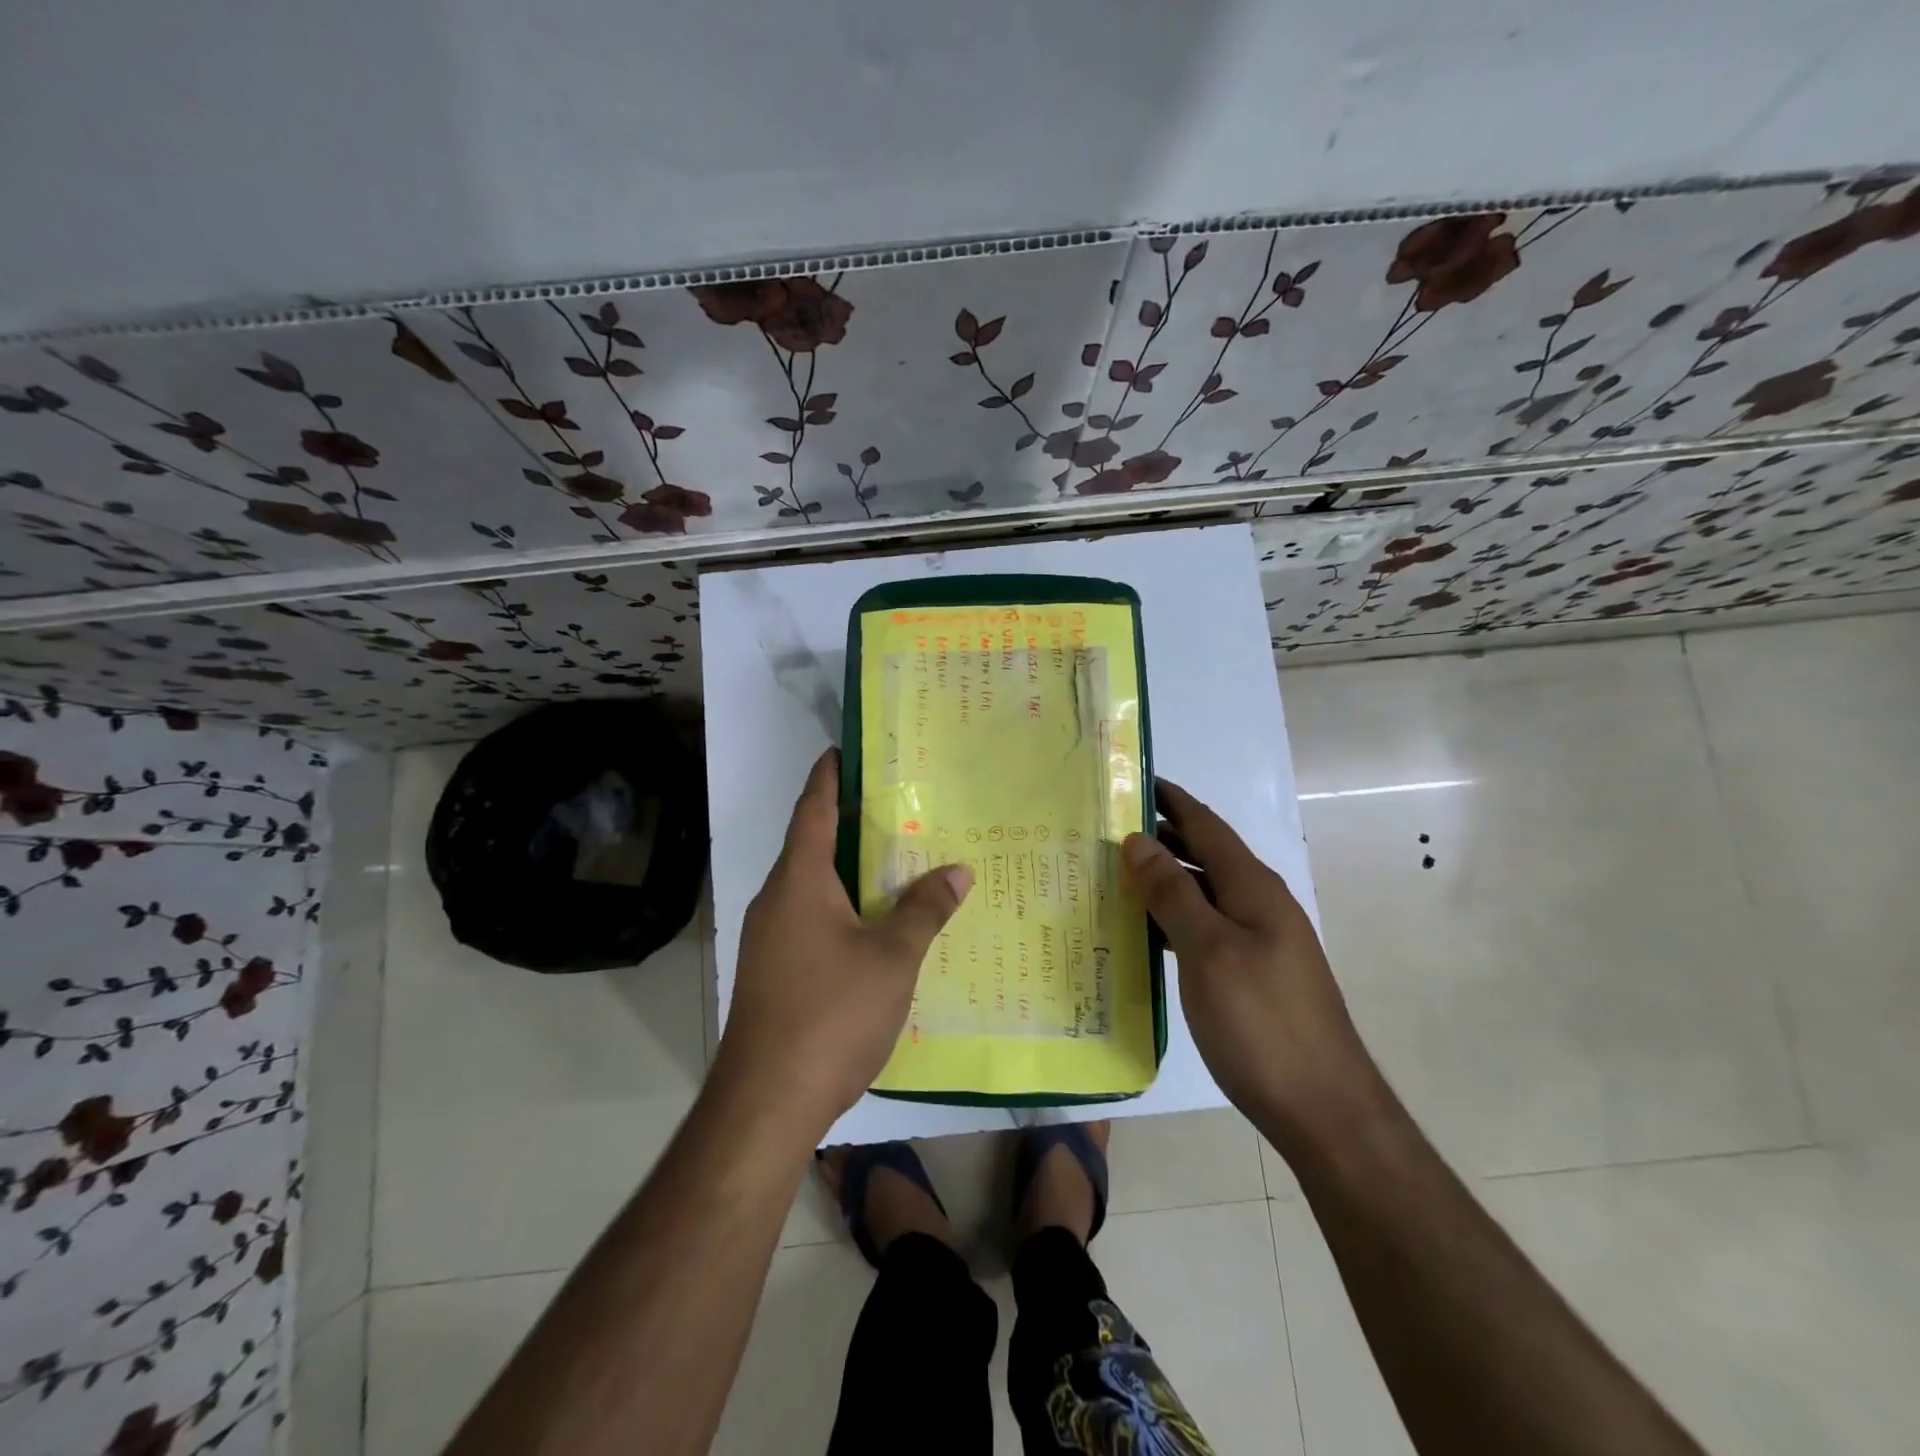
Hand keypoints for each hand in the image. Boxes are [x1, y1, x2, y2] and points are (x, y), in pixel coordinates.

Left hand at [717, 749, 972, 1138]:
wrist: (766, 1102)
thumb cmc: (830, 1013)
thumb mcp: (892, 958)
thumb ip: (925, 909)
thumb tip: (958, 869)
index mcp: (798, 881)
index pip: (812, 809)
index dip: (828, 776)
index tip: (845, 750)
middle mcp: (776, 900)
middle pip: (812, 844)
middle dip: (849, 822)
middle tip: (896, 804)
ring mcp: (770, 938)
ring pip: (813, 886)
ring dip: (848, 869)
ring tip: (895, 858)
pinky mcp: (775, 970)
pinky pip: (811, 918)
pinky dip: (843, 906)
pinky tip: (876, 922)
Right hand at [1122, 780, 1370, 1122]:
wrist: (1323, 1109)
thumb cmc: (1262, 1023)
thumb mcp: (1208, 951)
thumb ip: (1173, 892)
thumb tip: (1139, 840)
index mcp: (1253, 888)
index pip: (1206, 825)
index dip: (1171, 800)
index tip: (1132, 779)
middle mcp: (1259, 905)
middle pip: (1204, 855)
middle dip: (1160, 836)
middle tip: (1106, 829)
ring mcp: (1258, 941)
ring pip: (1202, 893)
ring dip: (1162, 879)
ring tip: (1112, 874)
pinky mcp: (1252, 974)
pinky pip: (1204, 928)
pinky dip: (1172, 919)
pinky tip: (1142, 932)